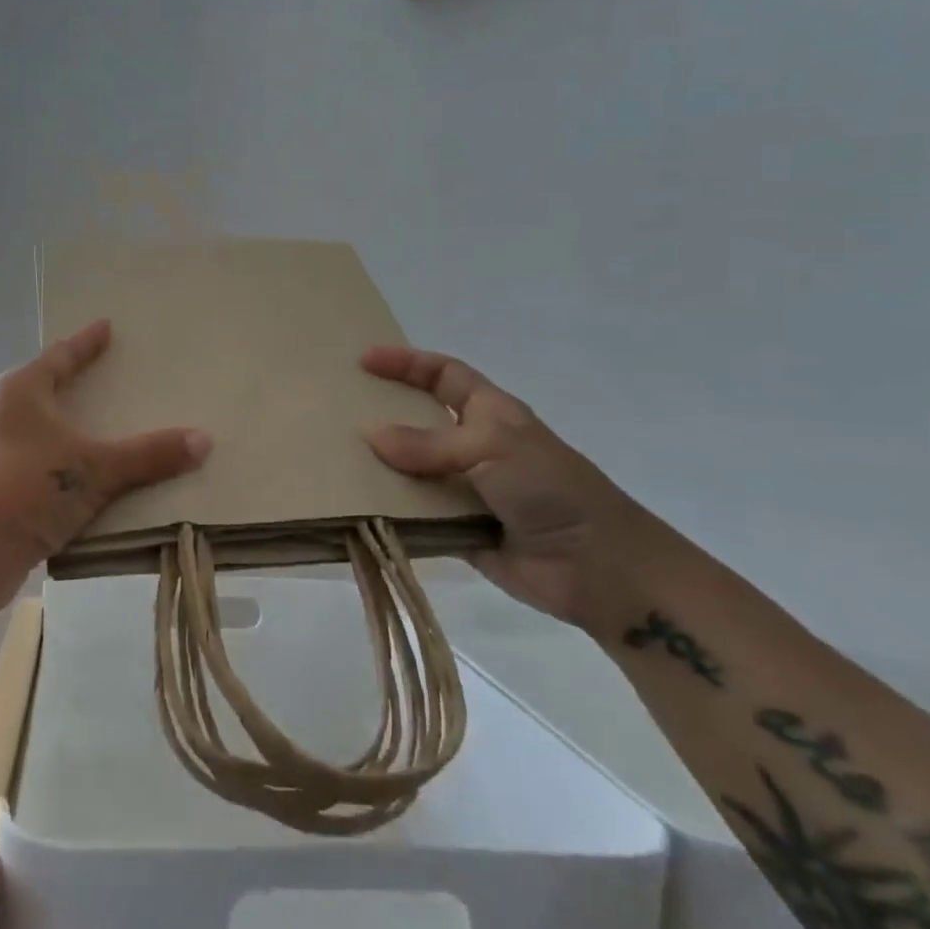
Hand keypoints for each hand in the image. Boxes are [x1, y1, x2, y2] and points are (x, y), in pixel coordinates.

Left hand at [0, 320, 211, 615]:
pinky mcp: (8, 489)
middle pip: (55, 390)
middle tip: (125, 377)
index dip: (86, 343)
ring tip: (123, 429)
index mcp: (22, 391)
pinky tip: (107, 480)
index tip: (107, 326)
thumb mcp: (93, 469)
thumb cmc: (26, 488)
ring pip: (55, 433)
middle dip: (87, 385)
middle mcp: (9, 415)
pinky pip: (54, 467)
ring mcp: (5, 453)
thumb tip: (204, 440)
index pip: (61, 356)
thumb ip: (148, 455)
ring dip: (84, 432)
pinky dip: (79, 468)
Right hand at [362, 347, 667, 625]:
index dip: (406, 363)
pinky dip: (387, 511)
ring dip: (378, 466)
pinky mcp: (456, 529)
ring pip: (411, 470)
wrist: (599, 567)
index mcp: (489, 414)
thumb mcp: (492, 448)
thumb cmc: (551, 488)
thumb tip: (369, 435)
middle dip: (381, 413)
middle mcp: (473, 447)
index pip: (443, 375)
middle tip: (334, 409)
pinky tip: (352, 507)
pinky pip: (413, 514)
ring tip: (330, 458)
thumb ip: (428, 444)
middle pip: (418, 421)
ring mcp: (464, 489)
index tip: (363, 360)